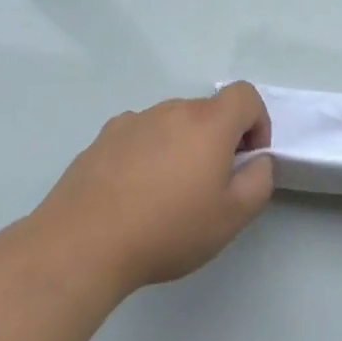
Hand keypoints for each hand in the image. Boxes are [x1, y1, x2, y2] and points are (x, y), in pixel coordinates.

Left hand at [39, 83, 274, 290]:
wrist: (81, 245)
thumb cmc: (167, 229)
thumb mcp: (233, 216)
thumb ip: (260, 180)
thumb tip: (256, 161)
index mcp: (209, 123)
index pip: (245, 95)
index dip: (257, 122)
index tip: (248, 159)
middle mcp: (171, 111)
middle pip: (208, 110)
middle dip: (219, 139)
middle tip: (210, 184)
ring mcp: (132, 122)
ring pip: (172, 123)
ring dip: (182, 145)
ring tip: (167, 192)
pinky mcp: (101, 140)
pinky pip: (139, 136)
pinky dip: (148, 153)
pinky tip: (133, 192)